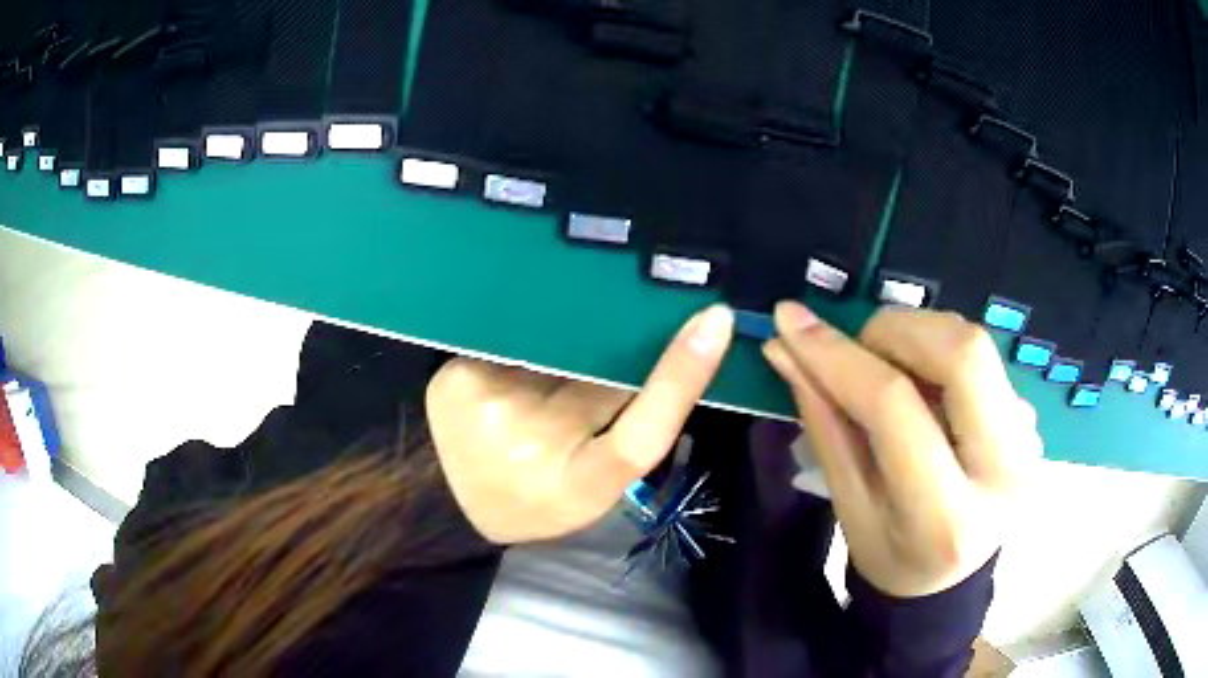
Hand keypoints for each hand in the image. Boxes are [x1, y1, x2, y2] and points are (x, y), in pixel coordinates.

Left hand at [426, 305, 734, 543]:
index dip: (680, 377)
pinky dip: (526, 347)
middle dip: (616, 349)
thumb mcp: (595, 482)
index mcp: (578, 487)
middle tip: (634, 325)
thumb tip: (657, 350)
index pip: (641, 436)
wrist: (455, 503)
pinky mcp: (452, 381)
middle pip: (598, 373)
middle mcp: (532, 447)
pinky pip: (510, 343)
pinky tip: (521, 358)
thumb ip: (628, 424)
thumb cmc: (539, 497)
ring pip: (553, 349)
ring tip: (559, 360)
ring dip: (566, 346)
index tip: (715, 320)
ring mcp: (485, 407)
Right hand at [763, 302, 1038, 597]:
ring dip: (920, 336)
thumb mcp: (848, 506)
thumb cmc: (891, 554)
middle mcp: (1003, 472)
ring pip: (977, 345)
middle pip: (962, 354)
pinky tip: (927, 389)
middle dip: (897, 330)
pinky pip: (985, 359)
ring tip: (892, 370)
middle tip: (861, 348)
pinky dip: (942, 353)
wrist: (953, 576)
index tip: (792, 322)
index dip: (839, 357)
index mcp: (944, 517)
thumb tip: (786, 347)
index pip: (895, 409)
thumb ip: (824, 423)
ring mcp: (1027, 441)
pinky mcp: (1033, 420)